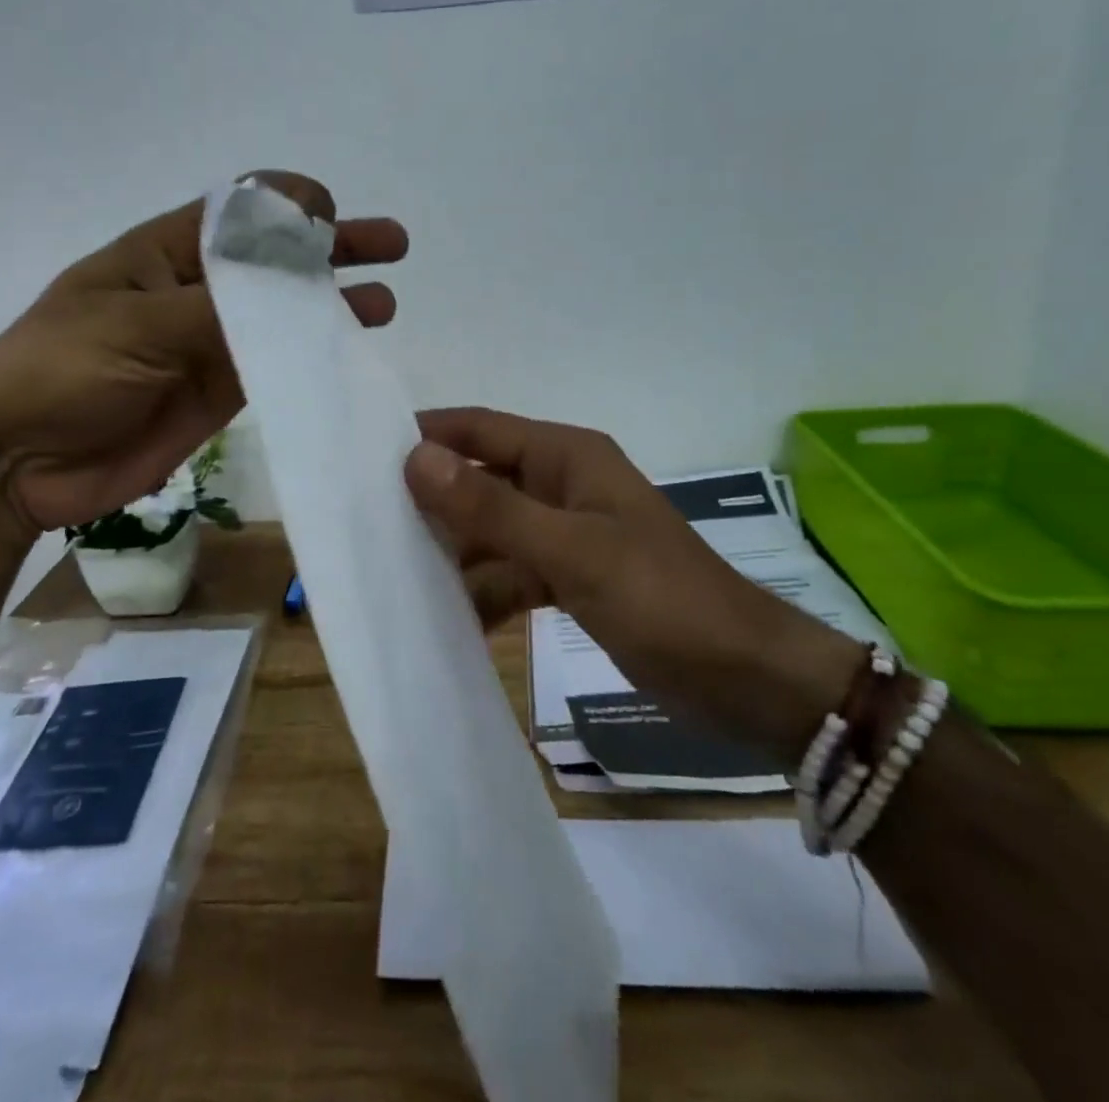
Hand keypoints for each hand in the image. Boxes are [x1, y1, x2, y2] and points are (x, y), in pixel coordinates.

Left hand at [0, 173, 406, 532]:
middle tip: (391, 244)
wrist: (16, 461)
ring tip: (385, 304)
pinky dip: (312, 358)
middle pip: (276, 260)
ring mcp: (211, 344)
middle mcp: (196, 291)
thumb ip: (217, 307)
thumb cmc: (59, 370)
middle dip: (333, 246)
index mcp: (165, 252)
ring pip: (286, 315)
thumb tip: (293, 283)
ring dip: (334, 305)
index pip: (240, 210)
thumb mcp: (134, 324)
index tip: (333, 215)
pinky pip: (276, 366)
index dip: (291, 203)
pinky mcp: (219, 392)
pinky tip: (349, 355)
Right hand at [404, 408, 857, 760]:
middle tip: (364, 524)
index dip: (425, 436)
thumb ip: (491, 508)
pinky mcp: (573, 578)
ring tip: (391, 575)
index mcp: (566, 457)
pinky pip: (512, 572)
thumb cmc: (662, 601)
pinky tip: (447, 617)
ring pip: (491, 530)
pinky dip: (484, 590)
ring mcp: (567, 534)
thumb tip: (414, 458)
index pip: (478, 429)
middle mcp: (562, 484)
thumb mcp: (571, 552)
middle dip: (430, 500)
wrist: (748, 679)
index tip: (361, 457)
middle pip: (480, 479)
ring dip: (453, 551)